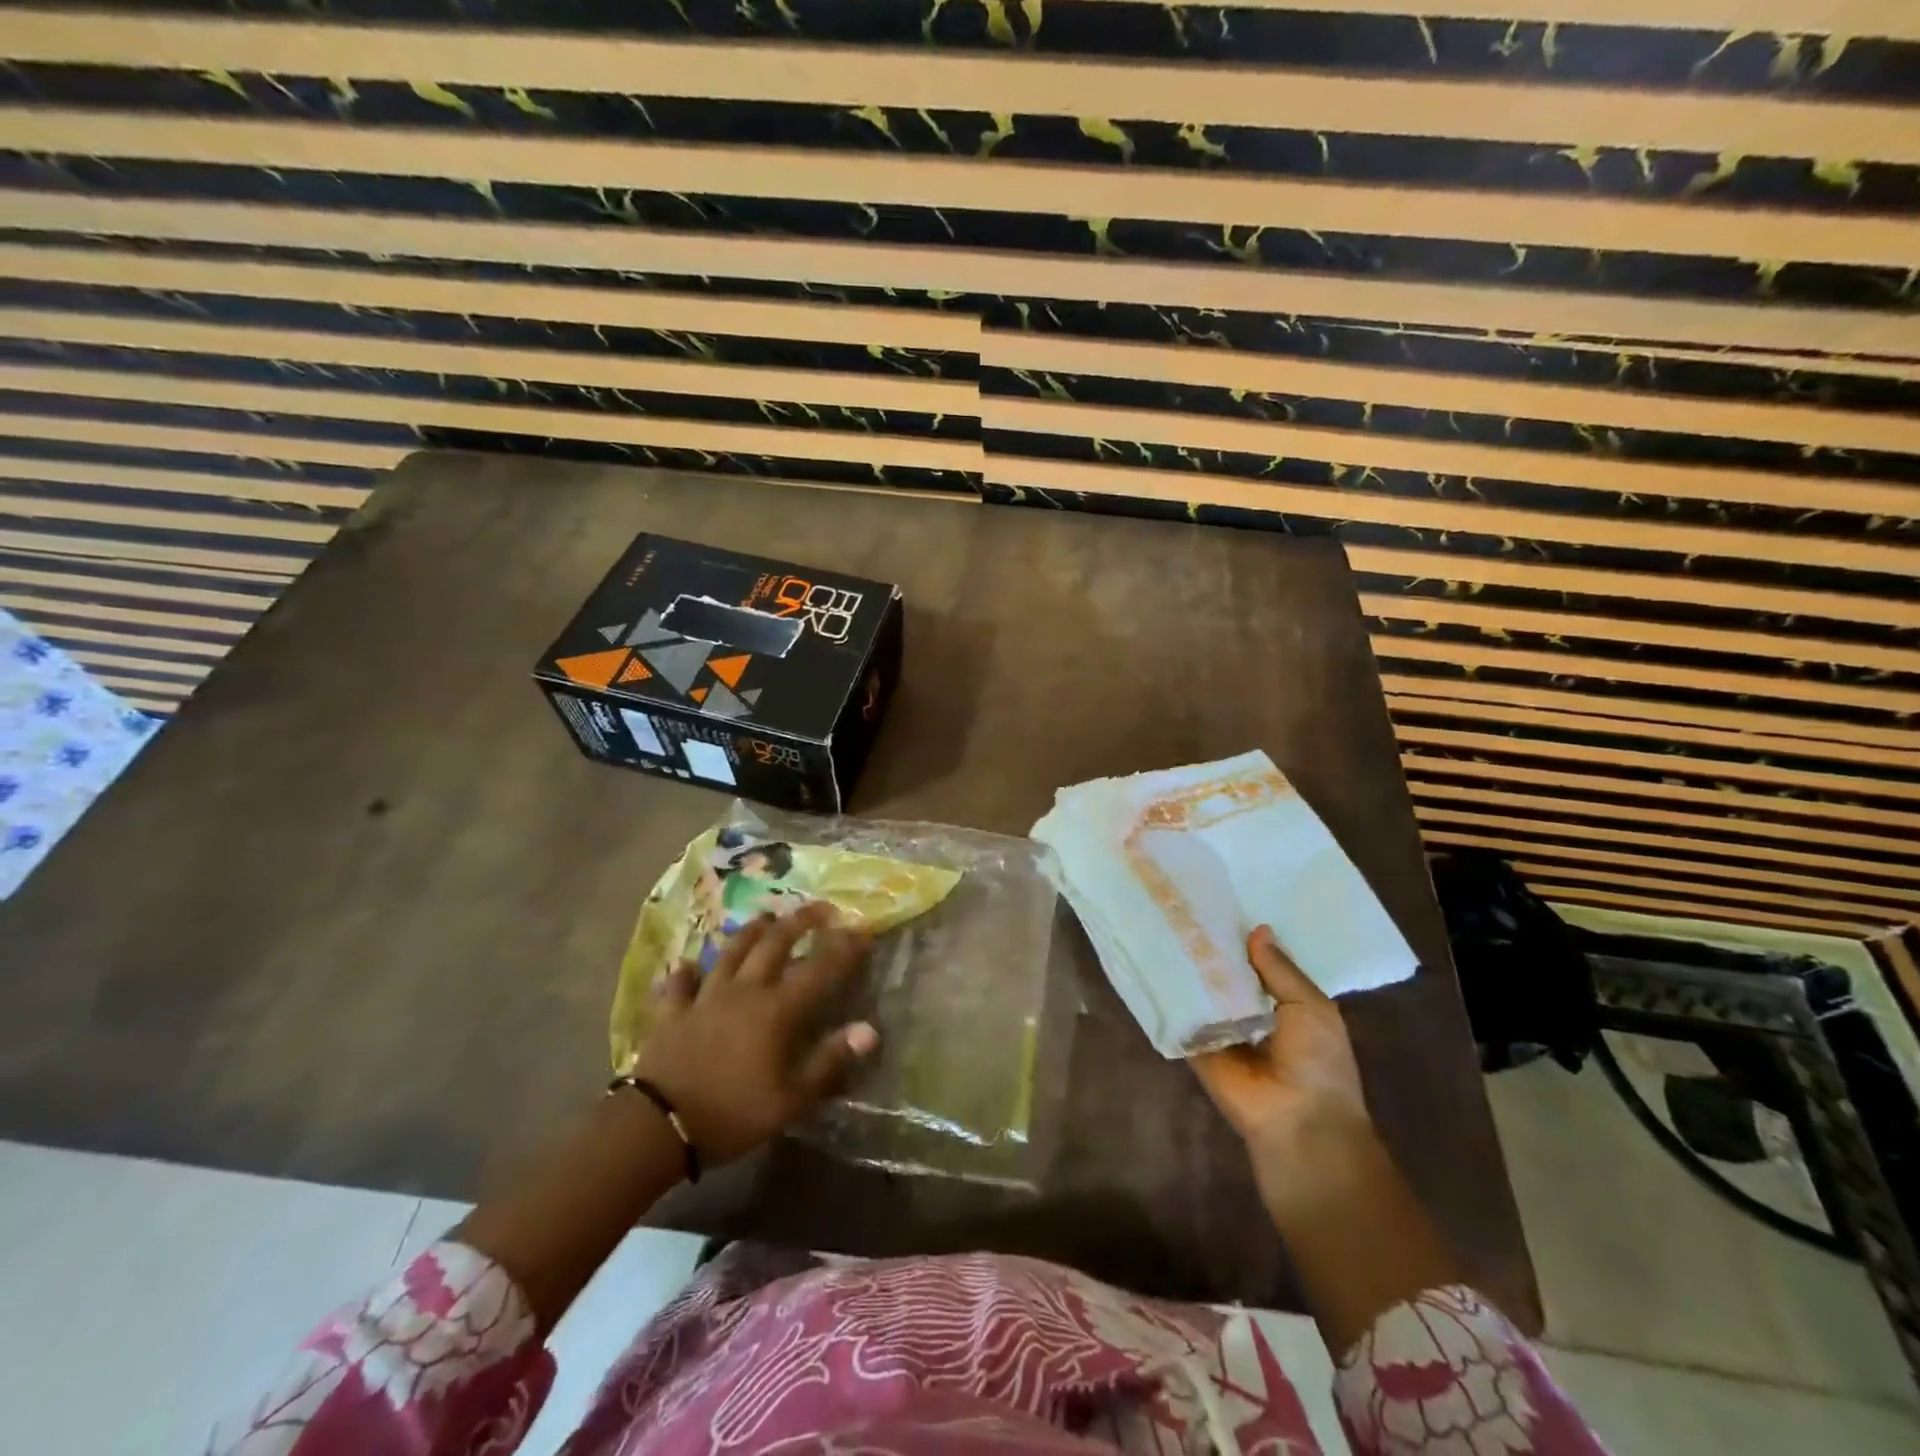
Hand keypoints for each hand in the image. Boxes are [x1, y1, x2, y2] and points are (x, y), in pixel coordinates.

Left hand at [627, 902, 877, 1164]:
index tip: (860, 930)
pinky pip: (679, 984)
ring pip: (730, 953)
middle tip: (818, 909)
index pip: (818, 969)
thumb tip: (869, 1030)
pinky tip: (688, 966)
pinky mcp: (671, 1012)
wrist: (657, 1127)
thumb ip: (829, 1061)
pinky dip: (686, 973)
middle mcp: (744, 991)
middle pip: (774, 945)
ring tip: (765, 918)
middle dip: (799, 922)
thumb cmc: (732, 1114)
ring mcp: (704, 998)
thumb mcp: (791, 1099)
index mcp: (776, 1010)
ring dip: (750, 932)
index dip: (842, 948)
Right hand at [1190, 925, 1377, 1218]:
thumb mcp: (1311, 1006)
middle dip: (1211, 948)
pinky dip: (1169, 994)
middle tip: (1185, 906)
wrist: (1297, 1120)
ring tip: (1164, 922)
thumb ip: (1280, 969)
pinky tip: (1152, 958)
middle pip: (1225, 974)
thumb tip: (1256, 929)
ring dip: (1188, 966)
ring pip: (1201, 991)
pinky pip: (1180, 1015)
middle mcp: (1249, 1013)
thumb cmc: (1317, 1061)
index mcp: (1284, 1004)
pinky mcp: (1194, 1045)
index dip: (1244, 938)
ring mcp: (1219, 1029)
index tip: (1222, 903)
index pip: (1258, 963)